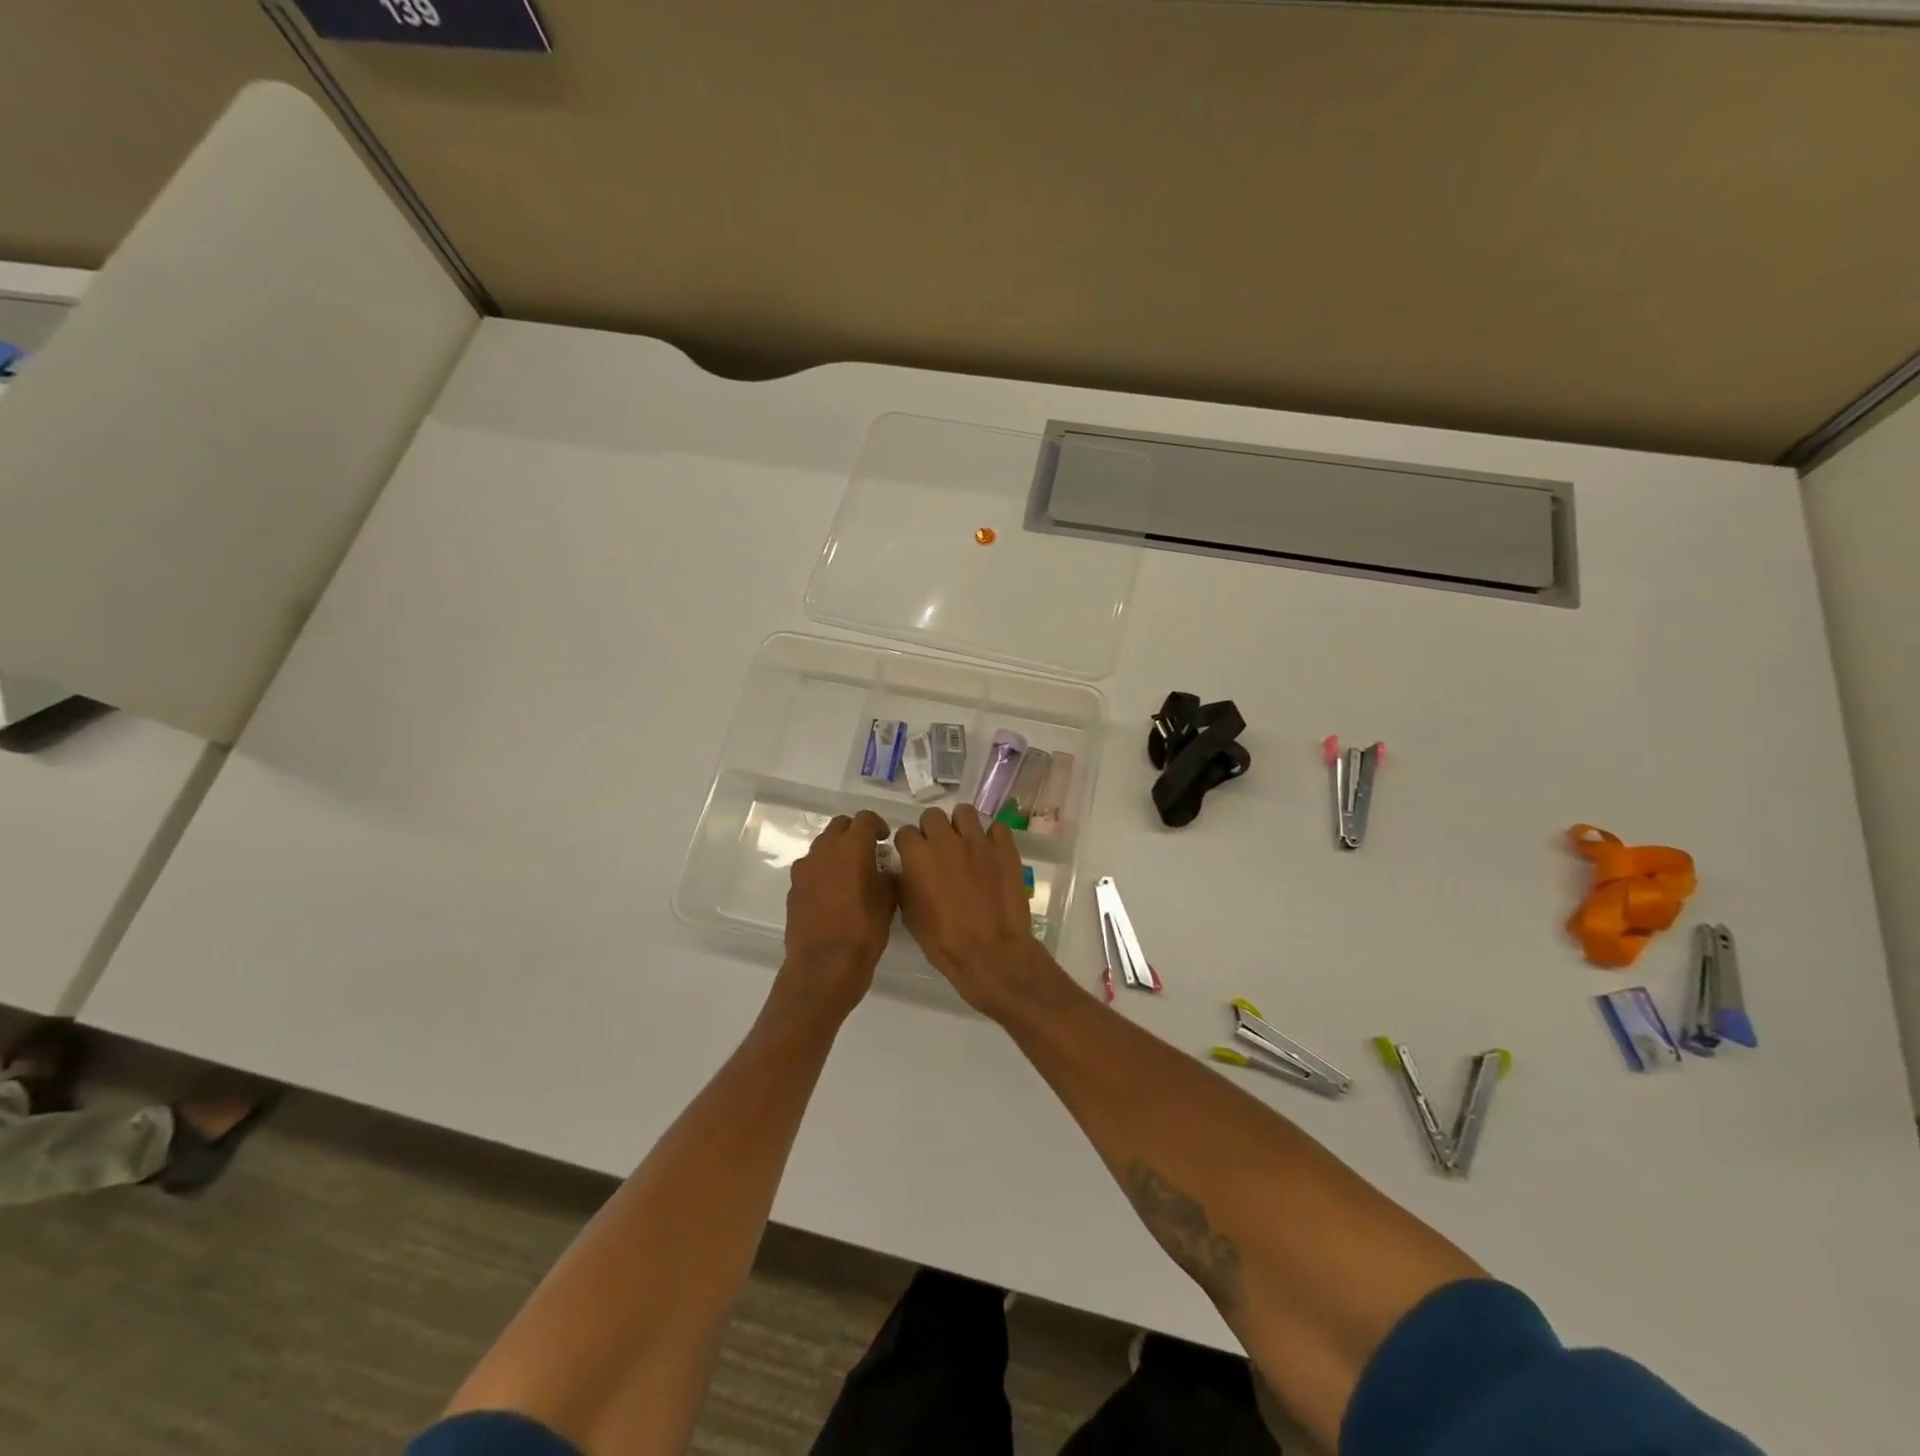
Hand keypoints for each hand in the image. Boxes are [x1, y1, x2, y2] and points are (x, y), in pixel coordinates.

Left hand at [779, 810, 896, 1017]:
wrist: (823, 967)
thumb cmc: (864, 932)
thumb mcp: (888, 901)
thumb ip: (887, 875)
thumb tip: (883, 868)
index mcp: (852, 847)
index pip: (864, 818)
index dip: (877, 825)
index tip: (885, 840)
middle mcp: (824, 850)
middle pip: (839, 826)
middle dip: (854, 834)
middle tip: (869, 853)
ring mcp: (804, 869)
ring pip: (823, 846)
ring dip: (837, 852)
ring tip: (851, 874)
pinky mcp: (793, 888)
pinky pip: (811, 869)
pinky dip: (823, 872)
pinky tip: (834, 895)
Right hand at [895, 805, 1061, 1017]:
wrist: (990, 952)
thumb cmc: (943, 940)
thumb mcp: (910, 914)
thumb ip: (905, 883)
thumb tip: (907, 871)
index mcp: (918, 855)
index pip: (905, 832)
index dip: (908, 846)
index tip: (913, 858)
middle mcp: (946, 840)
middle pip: (933, 815)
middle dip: (932, 830)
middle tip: (939, 851)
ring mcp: (978, 841)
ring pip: (965, 812)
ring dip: (961, 826)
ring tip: (965, 846)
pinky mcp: (1005, 847)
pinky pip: (997, 828)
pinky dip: (992, 838)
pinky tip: (991, 855)